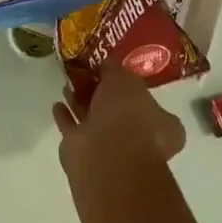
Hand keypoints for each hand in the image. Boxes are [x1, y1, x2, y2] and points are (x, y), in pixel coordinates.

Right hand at [54, 66, 185, 173]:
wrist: (105, 155)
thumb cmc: (127, 114)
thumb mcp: (125, 78)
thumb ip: (115, 70)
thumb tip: (106, 66)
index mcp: (163, 125)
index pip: (151, 103)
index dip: (133, 87)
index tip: (114, 73)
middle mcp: (141, 139)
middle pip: (120, 111)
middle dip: (102, 94)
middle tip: (87, 75)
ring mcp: (113, 150)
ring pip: (96, 121)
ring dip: (82, 103)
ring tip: (68, 85)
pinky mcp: (86, 156)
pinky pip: (75, 130)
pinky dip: (67, 118)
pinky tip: (58, 104)